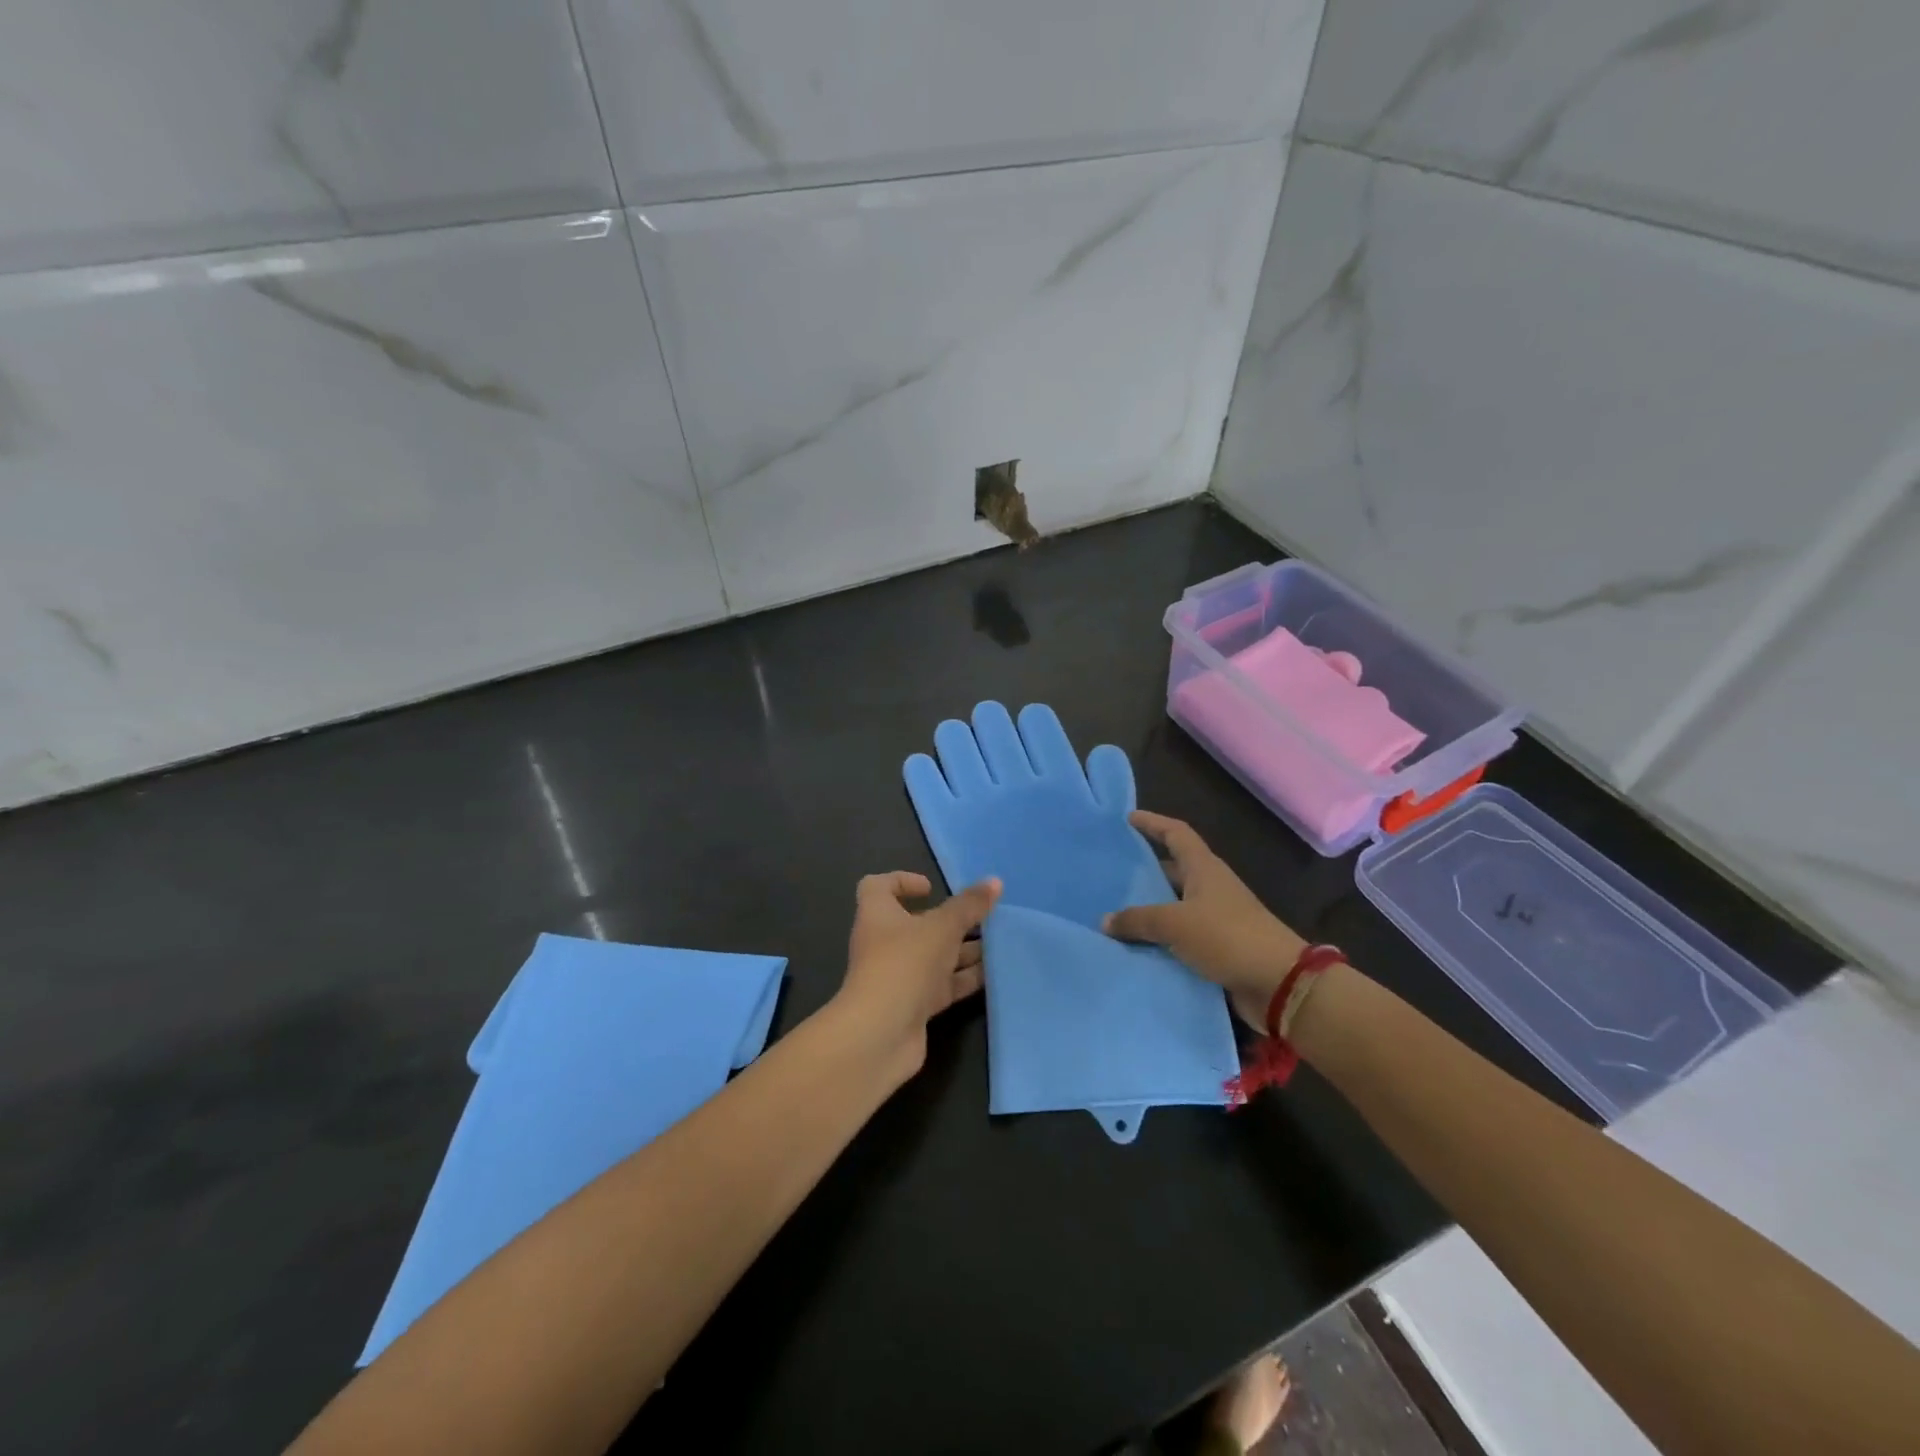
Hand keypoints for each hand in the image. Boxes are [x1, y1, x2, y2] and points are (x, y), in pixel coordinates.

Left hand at [834, 871, 1001, 1080]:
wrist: (881, 1034)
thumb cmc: (904, 963)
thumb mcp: (942, 927)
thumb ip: (969, 905)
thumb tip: (995, 881)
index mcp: (878, 914)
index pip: (878, 886)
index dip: (902, 881)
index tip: (931, 888)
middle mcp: (885, 942)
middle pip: (916, 922)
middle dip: (950, 920)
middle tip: (983, 917)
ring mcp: (899, 975)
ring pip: (935, 955)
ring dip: (963, 950)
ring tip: (999, 943)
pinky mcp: (914, 1004)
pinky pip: (943, 984)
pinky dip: (965, 978)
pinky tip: (994, 974)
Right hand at [1103, 812, 1306, 1029]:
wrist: (1278, 984)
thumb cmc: (1227, 937)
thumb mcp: (1175, 923)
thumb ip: (1138, 920)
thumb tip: (1105, 920)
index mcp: (1204, 869)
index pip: (1176, 834)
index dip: (1153, 823)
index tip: (1128, 818)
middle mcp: (1209, 889)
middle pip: (1173, 871)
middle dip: (1144, 871)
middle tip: (1110, 874)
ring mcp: (1215, 919)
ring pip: (1173, 908)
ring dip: (1148, 911)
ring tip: (1112, 914)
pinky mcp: (1216, 949)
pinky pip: (1179, 939)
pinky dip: (1158, 941)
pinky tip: (1132, 948)